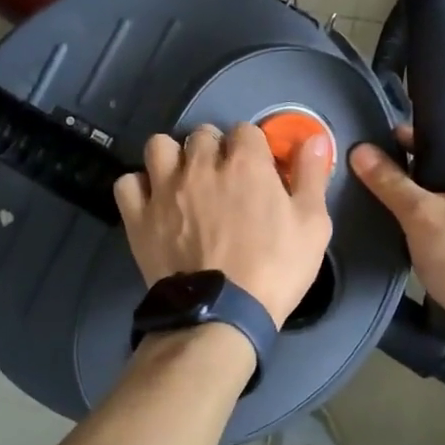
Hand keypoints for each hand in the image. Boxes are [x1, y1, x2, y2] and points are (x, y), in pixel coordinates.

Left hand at [115, 123, 334, 326]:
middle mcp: (200, 165)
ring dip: (172, 157)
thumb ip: (312, 176)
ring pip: (159, 146)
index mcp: (245, 163)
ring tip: (183, 181)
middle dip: (214, 150)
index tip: (258, 172)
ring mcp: (164, 188)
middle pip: (203, 134)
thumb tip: (316, 137)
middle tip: (223, 179)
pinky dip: (140, 188)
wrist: (222, 314)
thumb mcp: (313, 225)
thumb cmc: (275, 269)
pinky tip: (153, 202)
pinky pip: (127, 182)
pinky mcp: (138, 216)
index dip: (253, 149)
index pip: (245, 130)